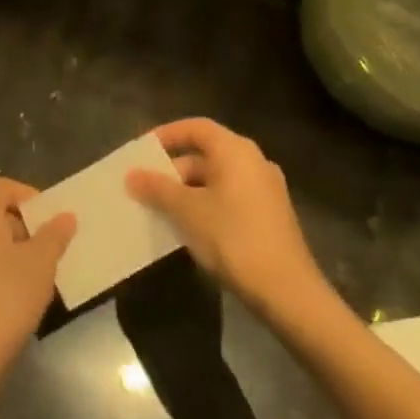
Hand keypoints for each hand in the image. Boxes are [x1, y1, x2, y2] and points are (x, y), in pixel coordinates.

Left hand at [0, 177, 75, 370]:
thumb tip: (66, 216)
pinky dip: (5, 266)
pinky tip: (25, 289)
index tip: (53, 217)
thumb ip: (55, 234)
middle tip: (53, 244)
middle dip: (27, 225)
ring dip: (18, 248)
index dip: (30, 196)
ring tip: (45, 269)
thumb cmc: (9, 293)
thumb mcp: (41, 261)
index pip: (4, 187)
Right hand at [125, 119, 327, 310]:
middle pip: (207, 153)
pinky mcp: (270, 216)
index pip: (196, 127)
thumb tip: (132, 175)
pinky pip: (230, 198)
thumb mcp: (187, 211)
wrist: (287, 291)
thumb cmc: (233, 237)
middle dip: (173, 169)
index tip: (142, 150)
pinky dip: (207, 204)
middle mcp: (254, 161)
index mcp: (236, 151)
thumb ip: (158, 189)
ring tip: (161, 209)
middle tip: (146, 186)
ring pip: (218, 178)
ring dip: (188, 190)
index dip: (167, 134)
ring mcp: (266, 189)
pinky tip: (189, 228)